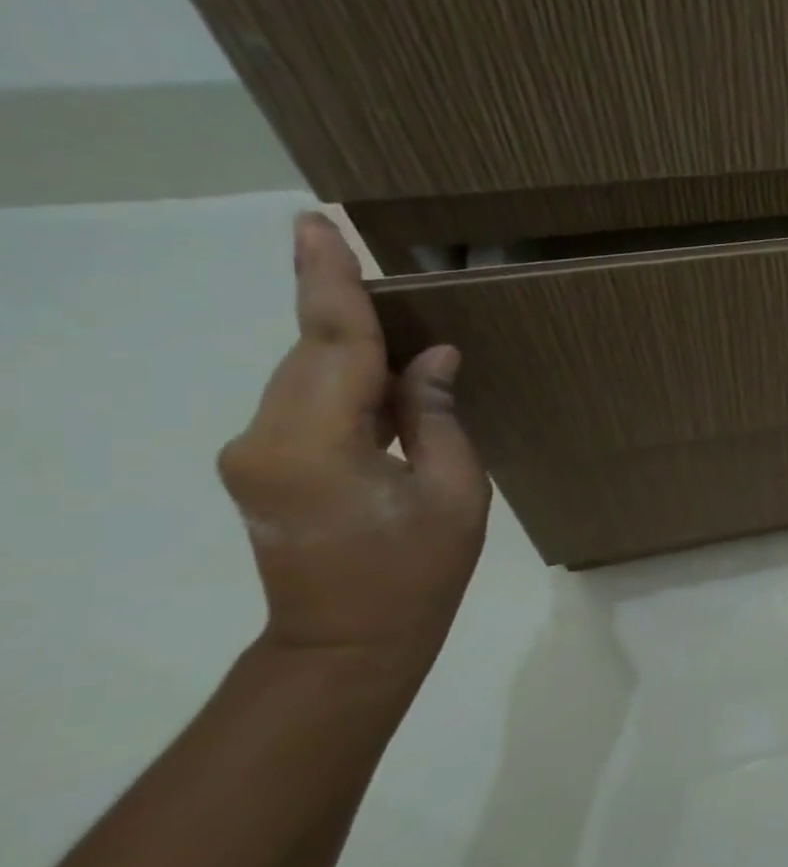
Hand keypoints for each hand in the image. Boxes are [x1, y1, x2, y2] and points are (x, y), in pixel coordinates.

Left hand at [218, 213, 490, 667]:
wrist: (348, 643)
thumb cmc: (417, 570)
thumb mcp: (455, 491)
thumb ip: (435, 416)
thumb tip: (431, 358)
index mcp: (315, 444)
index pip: (329, 344)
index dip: (327, 280)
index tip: (315, 223)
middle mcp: (264, 437)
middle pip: (312, 355)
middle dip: (344, 309)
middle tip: (361, 255)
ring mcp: (254, 452)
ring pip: (307, 377)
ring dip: (351, 351)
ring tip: (394, 330)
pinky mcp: (262, 466)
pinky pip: (307, 404)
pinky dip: (345, 384)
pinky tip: (383, 385)